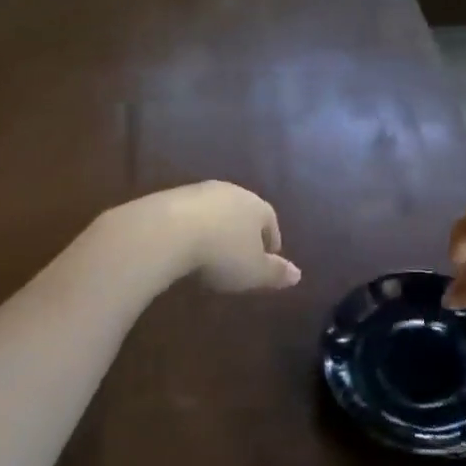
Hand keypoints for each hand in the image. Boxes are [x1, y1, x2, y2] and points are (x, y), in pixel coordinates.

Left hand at [141, 181, 301, 292]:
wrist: (168, 231)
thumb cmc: (222, 253)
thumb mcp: (254, 272)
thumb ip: (276, 273)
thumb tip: (297, 274)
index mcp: (257, 206)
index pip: (270, 221)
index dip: (270, 241)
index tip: (267, 259)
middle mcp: (232, 192)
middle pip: (243, 212)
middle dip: (243, 232)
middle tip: (239, 256)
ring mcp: (200, 191)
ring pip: (216, 211)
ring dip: (216, 228)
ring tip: (211, 252)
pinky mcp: (172, 196)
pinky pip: (190, 214)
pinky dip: (192, 228)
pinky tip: (185, 246)